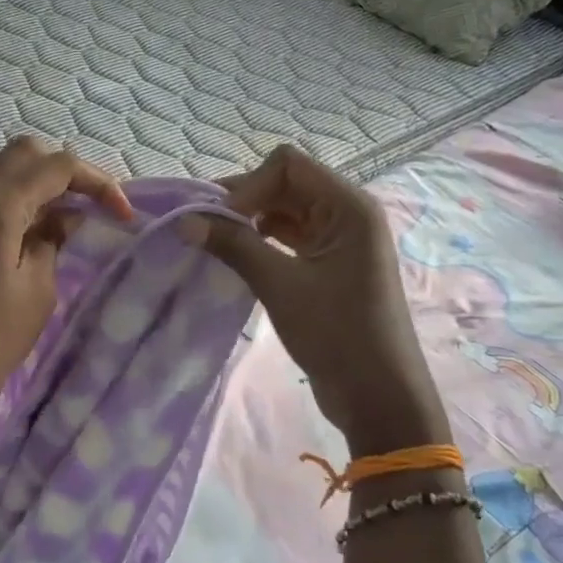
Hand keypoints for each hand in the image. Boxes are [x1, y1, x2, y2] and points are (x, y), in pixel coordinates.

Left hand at [0, 136, 133, 443]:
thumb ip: (53, 239)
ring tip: (66, 219)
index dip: (97, 182)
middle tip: (92, 208)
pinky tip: (32, 231)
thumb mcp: (38, 290)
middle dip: (66, 172)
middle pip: (25, 154)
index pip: (56, 166)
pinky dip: (15, 197)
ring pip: (2, 169)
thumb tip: (65, 216)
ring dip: (38, 182)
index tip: (123, 215)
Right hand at [202, 145, 450, 454]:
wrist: (378, 397)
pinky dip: (260, 240)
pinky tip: (235, 256)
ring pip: (284, 210)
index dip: (249, 185)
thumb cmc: (337, 334)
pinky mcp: (329, 263)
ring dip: (249, 221)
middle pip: (285, 184)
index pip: (287, 165)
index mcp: (349, 206)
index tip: (219, 221)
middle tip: (203, 229)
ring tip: (213, 242)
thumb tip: (184, 221)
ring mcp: (339, 239)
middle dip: (243, 201)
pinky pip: (289, 236)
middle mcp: (347, 213)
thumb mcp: (280, 286)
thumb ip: (232, 246)